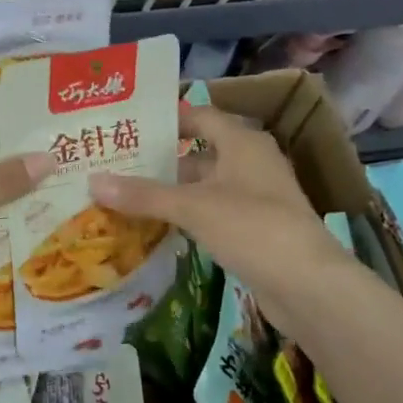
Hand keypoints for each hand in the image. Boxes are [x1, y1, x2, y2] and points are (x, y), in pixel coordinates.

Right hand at [88, 105, 354, 340]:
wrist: (308, 285)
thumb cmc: (252, 228)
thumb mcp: (193, 207)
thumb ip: (143, 194)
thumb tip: (93, 181)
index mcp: (242, 142)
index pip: (199, 116)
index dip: (166, 118)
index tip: (128, 124)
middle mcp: (251, 162)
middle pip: (199, 153)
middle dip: (160, 159)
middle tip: (115, 163)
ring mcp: (256, 197)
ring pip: (204, 186)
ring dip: (171, 191)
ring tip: (126, 194)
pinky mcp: (255, 229)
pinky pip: (213, 212)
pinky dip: (187, 215)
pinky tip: (157, 226)